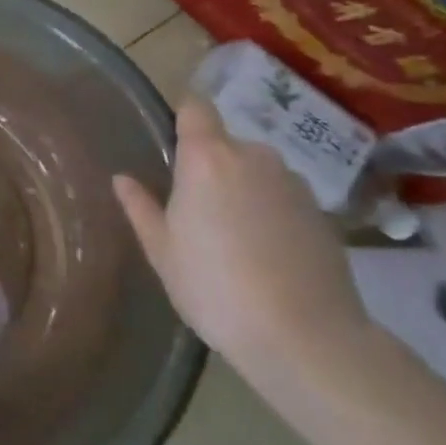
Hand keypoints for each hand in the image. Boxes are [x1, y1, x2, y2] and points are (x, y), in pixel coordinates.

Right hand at [113, 96, 370, 382]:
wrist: (305, 337)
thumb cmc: (214, 287)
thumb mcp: (162, 251)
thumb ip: (141, 208)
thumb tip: (122, 179)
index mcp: (207, 158)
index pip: (195, 107)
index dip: (183, 118)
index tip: (171, 143)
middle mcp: (253, 157)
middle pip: (225, 144)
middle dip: (210, 166)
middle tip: (195, 209)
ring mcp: (294, 183)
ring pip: (256, 171)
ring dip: (243, 189)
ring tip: (233, 236)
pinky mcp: (323, 213)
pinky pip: (283, 198)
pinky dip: (271, 213)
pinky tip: (265, 254)